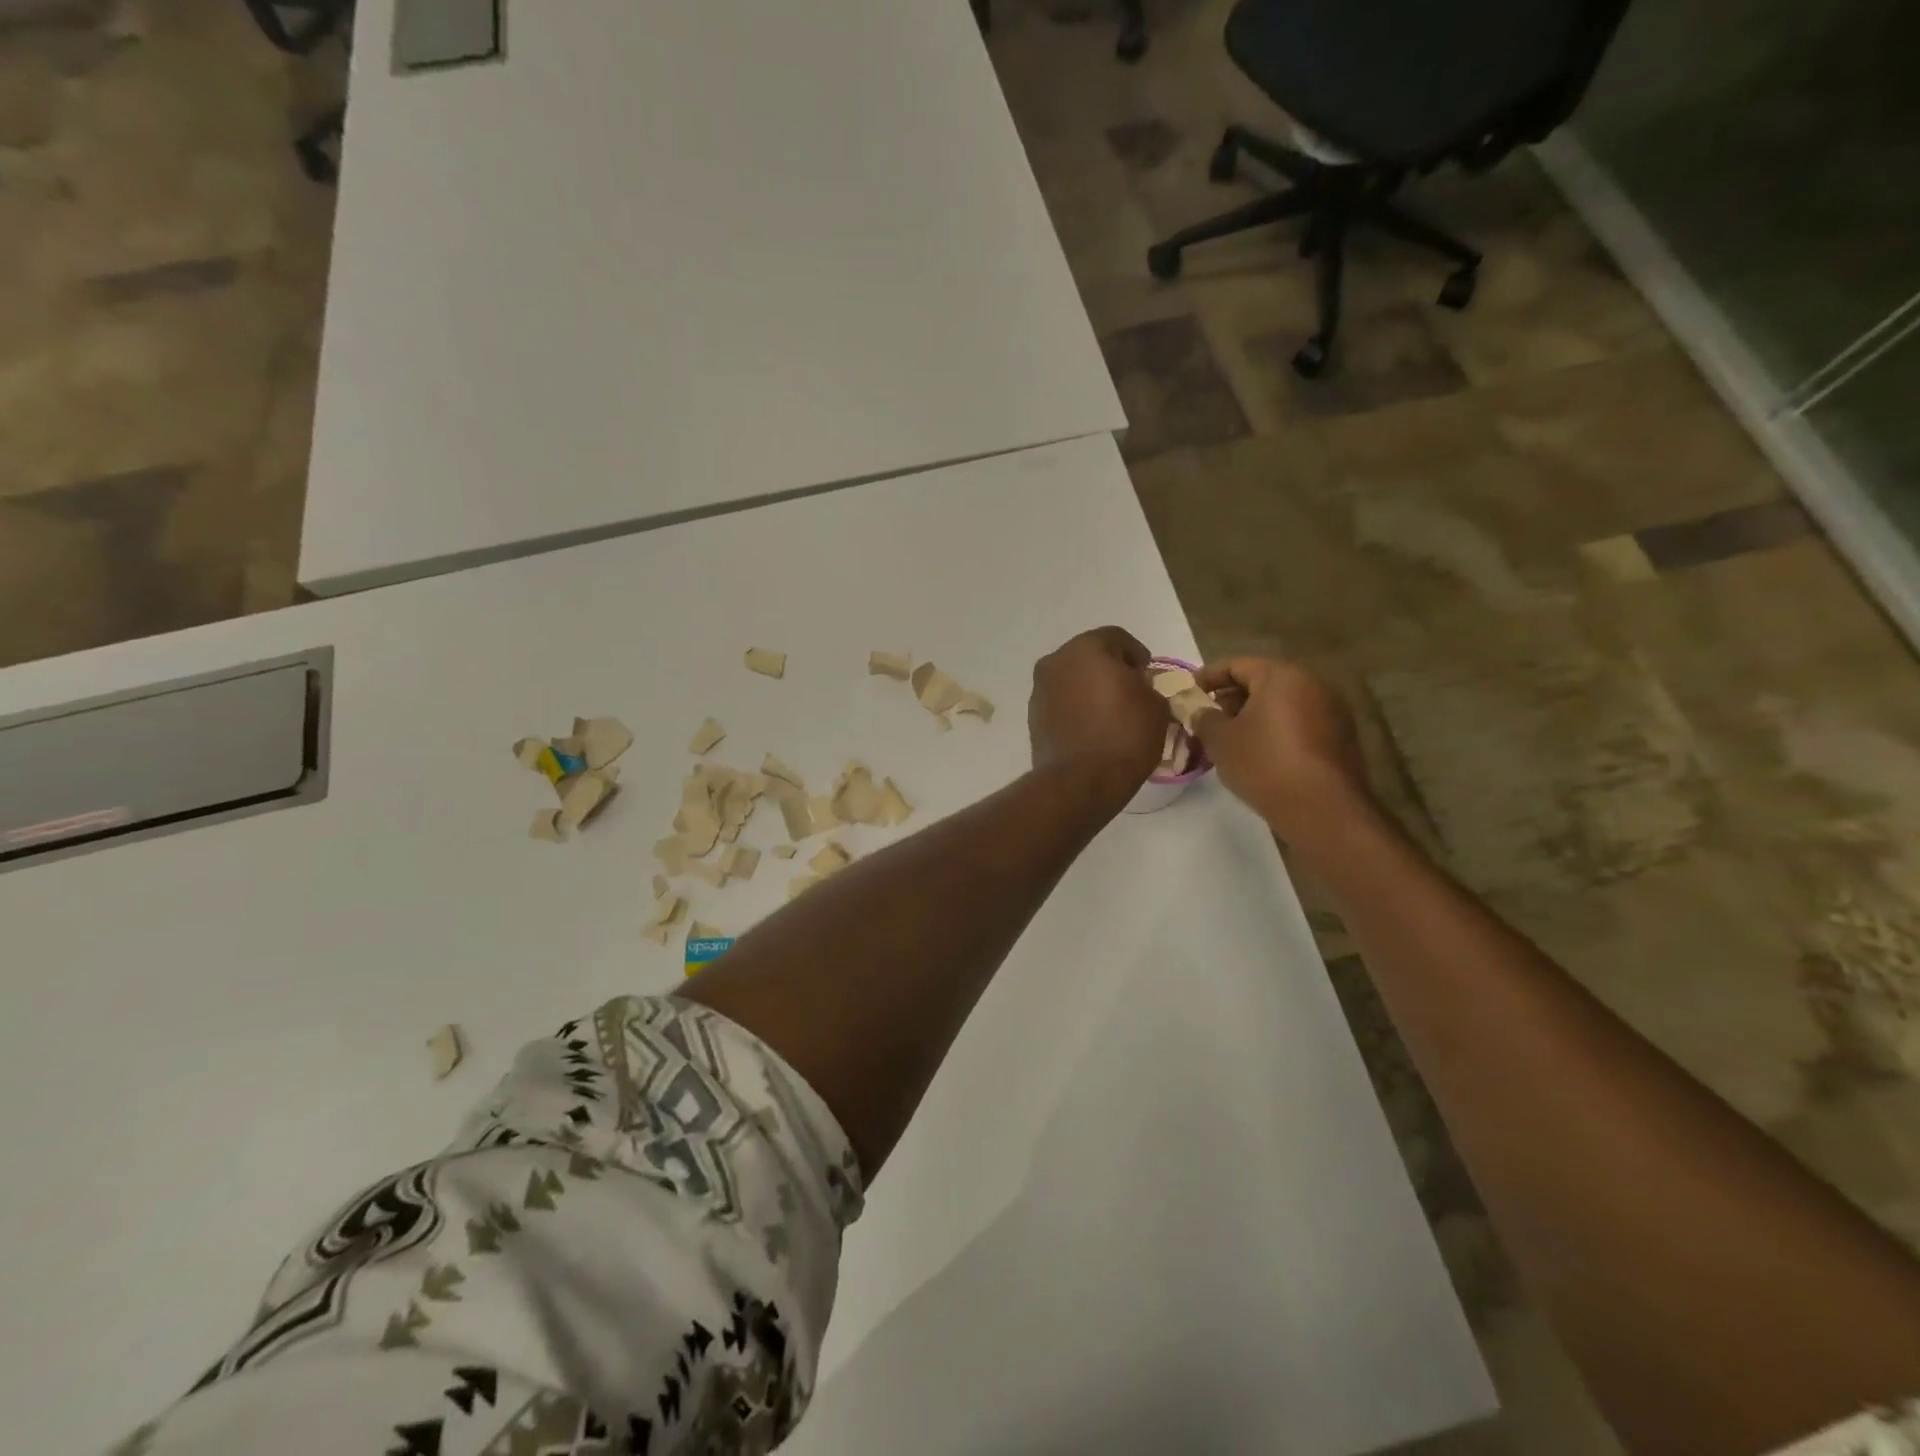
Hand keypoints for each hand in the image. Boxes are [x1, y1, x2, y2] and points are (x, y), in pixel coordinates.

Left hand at [1028, 627, 1167, 805]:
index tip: (1147, 674)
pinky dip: (1076, 707)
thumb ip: (1146, 685)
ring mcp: (1040, 689)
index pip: (1117, 638)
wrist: (1080, 782)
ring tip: (1110, 712)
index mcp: (1086, 648)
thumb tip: (1134, 686)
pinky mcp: (1033, 716)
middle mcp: (1056, 661)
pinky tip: (1092, 727)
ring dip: (1089, 688)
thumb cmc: (1124, 736)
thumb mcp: (1155, 705)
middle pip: (1089, 656)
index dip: (1137, 654)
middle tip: (1130, 691)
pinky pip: (1061, 702)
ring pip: (1072, 679)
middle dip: (1110, 669)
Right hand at [1190, 658, 1374, 842]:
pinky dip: (1276, 730)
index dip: (1207, 677)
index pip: (1236, 664)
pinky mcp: (1341, 737)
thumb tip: (1200, 711)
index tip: (1189, 693)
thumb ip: (1204, 718)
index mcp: (1281, 675)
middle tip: (1207, 719)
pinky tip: (1259, 754)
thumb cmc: (1264, 764)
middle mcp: (1312, 683)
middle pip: (1262, 681)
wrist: (1322, 809)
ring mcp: (1332, 710)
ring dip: (1254, 715)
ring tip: (1230, 739)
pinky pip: (1299, 723)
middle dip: (1231, 698)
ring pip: (1282, 703)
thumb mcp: (1220, 740)